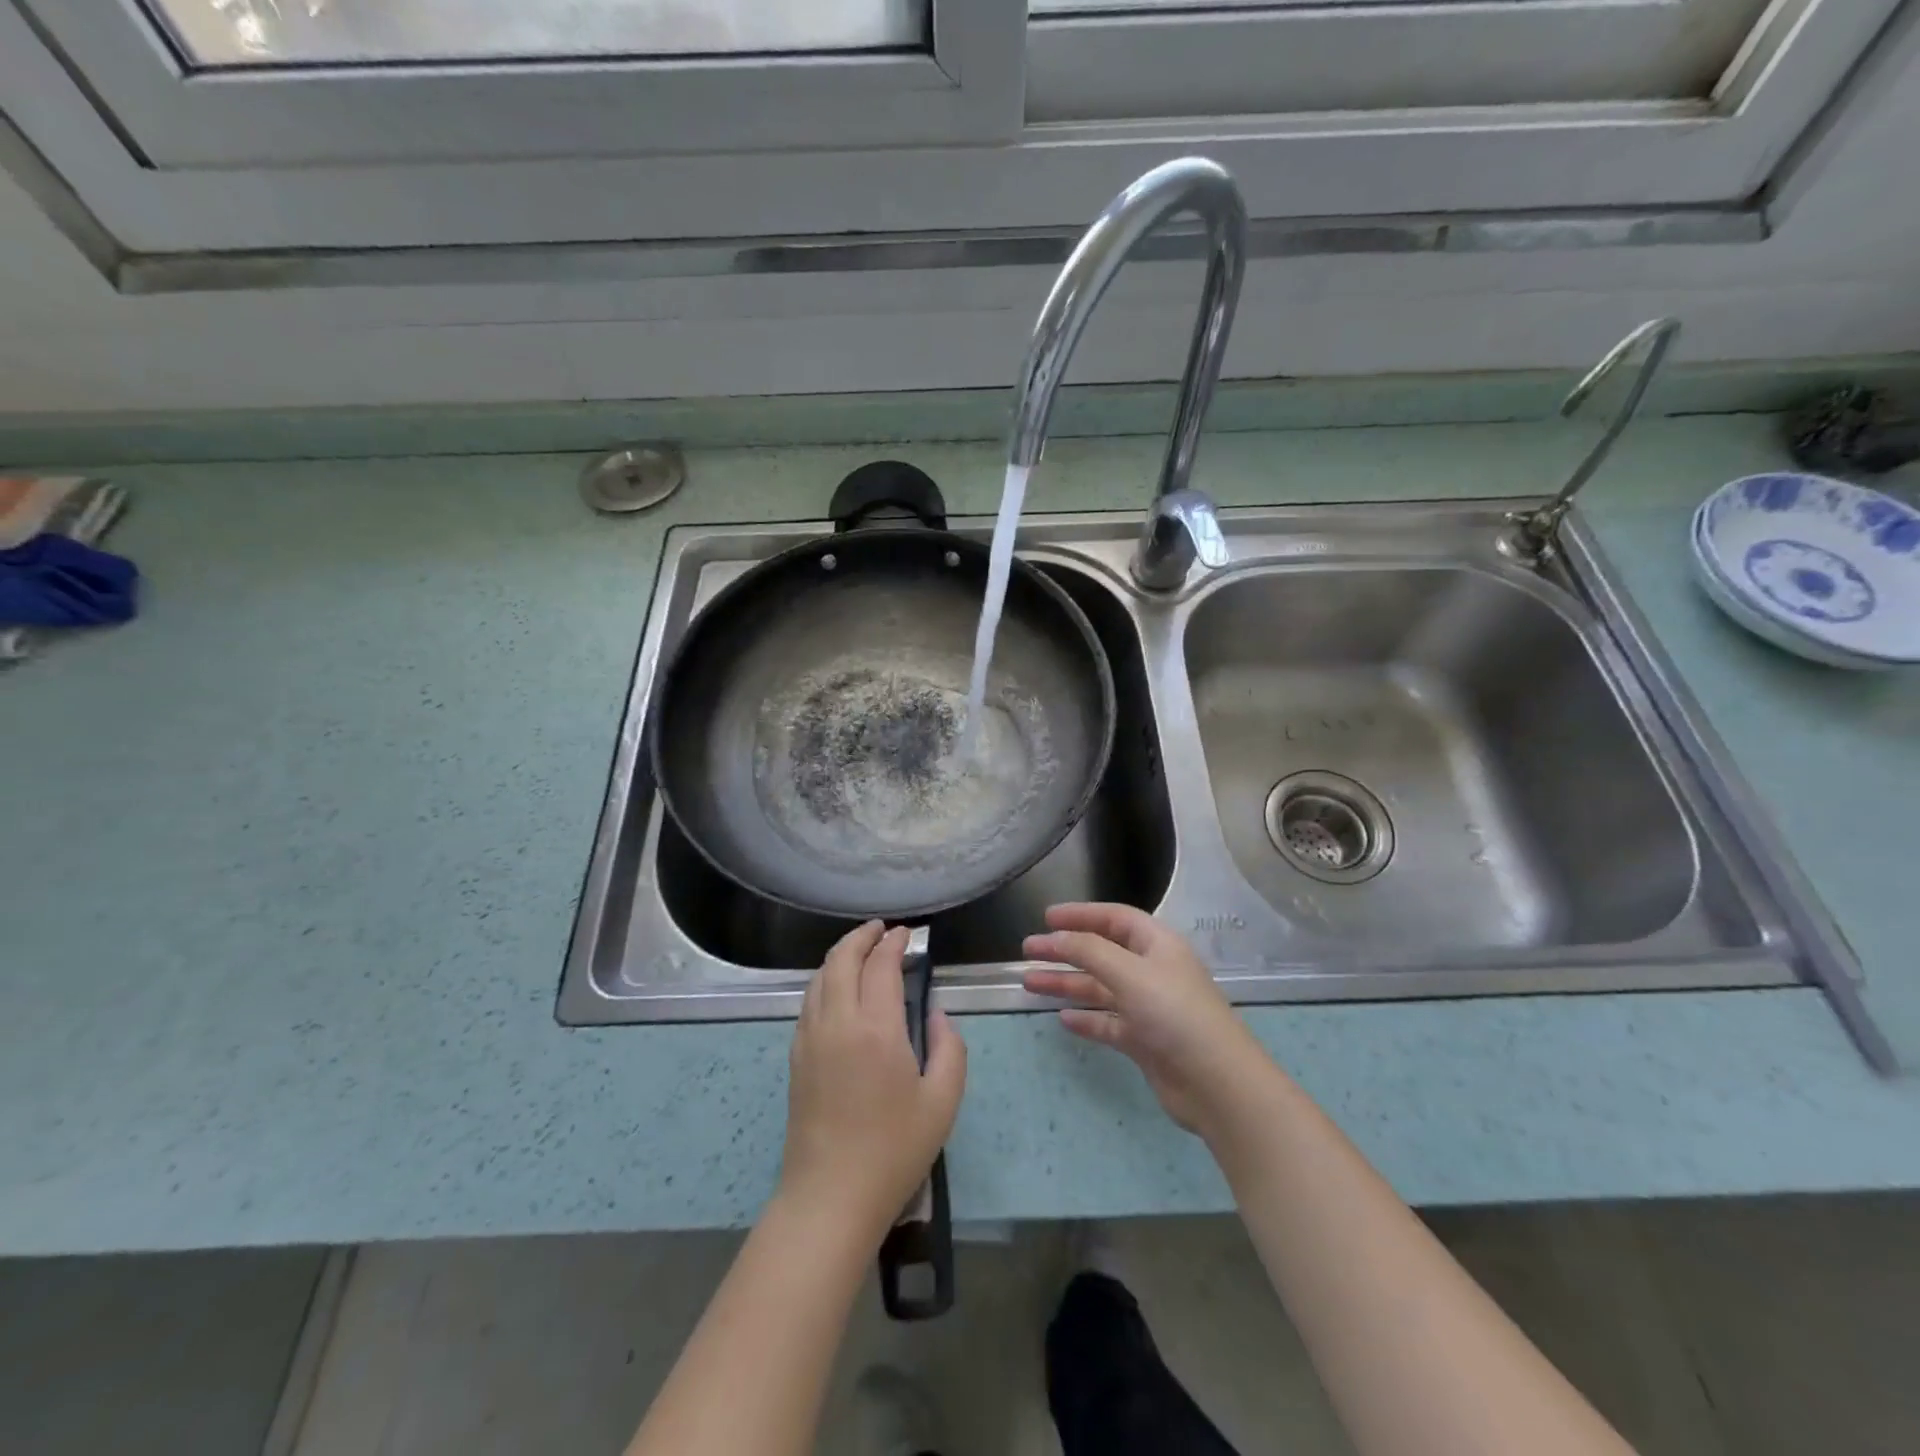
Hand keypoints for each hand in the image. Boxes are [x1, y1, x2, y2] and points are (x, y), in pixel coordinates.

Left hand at [779, 922, 966, 1238]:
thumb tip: (935, 1013)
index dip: (895, 943)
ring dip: (840, 955)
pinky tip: (838, 990)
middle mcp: (837, 1022)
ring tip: (861, 952)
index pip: (881, 965)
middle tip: (882, 931)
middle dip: (862, 936)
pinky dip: (825, 980)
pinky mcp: (796, 1056)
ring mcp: (810, 1038)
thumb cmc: (894, 1150)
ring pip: (820, 977)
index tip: (909, 935)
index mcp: (876, 1028)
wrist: (829, 1197)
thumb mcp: (942, 1101)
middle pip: (842, 959)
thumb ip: (949, 1047)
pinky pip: (809, 1001)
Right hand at [1024, 903, 1274, 1136]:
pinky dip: (1085, 1018)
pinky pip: (1107, 1022)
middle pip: (1101, 952)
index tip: (1046, 918)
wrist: (1217, 1084)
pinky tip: (1063, 1018)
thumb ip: (1090, 951)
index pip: (1115, 919)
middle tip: (1027, 951)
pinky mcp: (1144, 1041)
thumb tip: (1056, 936)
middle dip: (1065, 950)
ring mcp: (1148, 1007)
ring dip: (1067, 983)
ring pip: (1099, 988)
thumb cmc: (1175, 1015)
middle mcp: (1152, 971)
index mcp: (1157, 945)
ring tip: (1029, 983)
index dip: (1080, 915)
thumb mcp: (1130, 973)